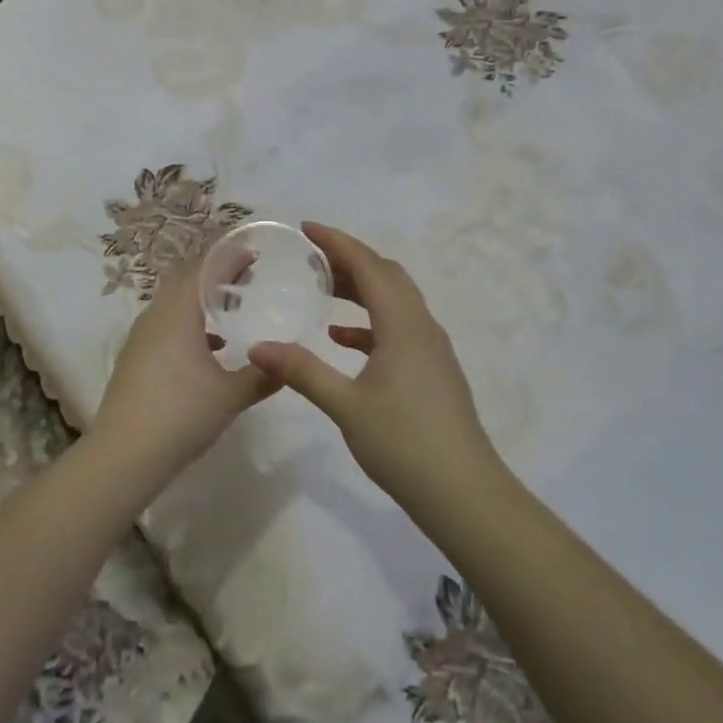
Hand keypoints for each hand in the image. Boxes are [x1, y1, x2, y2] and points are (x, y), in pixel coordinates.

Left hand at [90, 253, 280, 488]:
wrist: (123, 455)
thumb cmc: (181, 415)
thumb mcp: (230, 396)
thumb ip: (262, 376)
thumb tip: (288, 364)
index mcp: (178, 312)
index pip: (203, 267)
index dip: (228, 257)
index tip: (254, 255)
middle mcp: (156, 315)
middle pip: (185, 279)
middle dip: (215, 274)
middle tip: (247, 278)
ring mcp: (141, 337)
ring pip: (173, 303)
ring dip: (201, 299)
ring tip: (233, 309)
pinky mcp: (135, 358)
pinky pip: (166, 325)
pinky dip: (189, 324)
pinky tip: (211, 348)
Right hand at [249, 223, 503, 514]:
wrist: (464, 494)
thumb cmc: (404, 443)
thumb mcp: (346, 406)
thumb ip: (302, 371)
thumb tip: (258, 347)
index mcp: (403, 324)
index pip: (369, 265)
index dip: (337, 242)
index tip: (306, 228)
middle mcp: (422, 326)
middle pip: (386, 275)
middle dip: (349, 260)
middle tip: (310, 259)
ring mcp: (432, 348)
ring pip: (395, 300)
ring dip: (361, 289)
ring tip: (322, 290)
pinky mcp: (433, 370)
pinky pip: (399, 327)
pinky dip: (370, 322)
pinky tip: (343, 340)